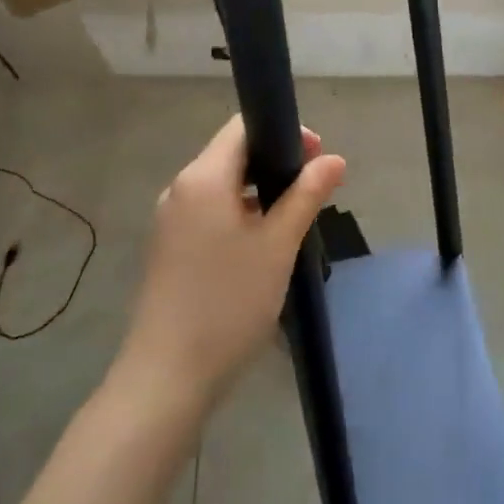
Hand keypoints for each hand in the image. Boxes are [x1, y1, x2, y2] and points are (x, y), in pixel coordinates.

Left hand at [120, 115, 345, 412]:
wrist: (168, 375)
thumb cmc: (228, 302)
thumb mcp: (278, 245)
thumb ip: (306, 195)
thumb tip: (334, 159)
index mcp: (203, 177)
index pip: (242, 127)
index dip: (283, 132)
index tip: (317, 158)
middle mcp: (180, 188)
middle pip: (232, 154)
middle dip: (275, 162)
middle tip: (314, 191)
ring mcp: (170, 219)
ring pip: (222, 185)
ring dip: (259, 190)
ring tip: (294, 219)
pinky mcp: (169, 246)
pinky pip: (210, 211)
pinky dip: (239, 213)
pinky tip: (262, 244)